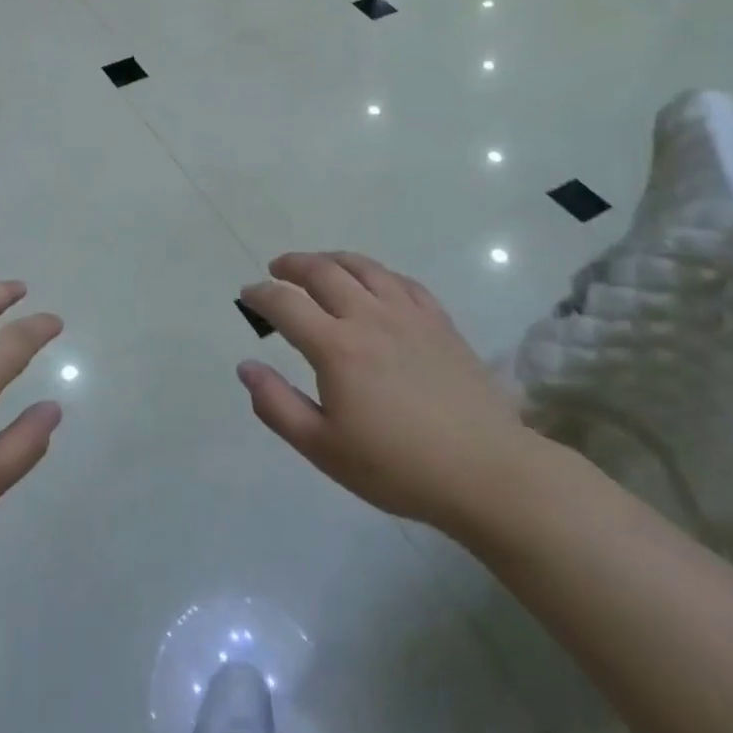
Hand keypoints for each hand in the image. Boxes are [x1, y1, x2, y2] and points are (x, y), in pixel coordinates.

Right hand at [237, 251, 537, 535]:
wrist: (486, 473)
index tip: (248, 295)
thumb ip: (277, 405)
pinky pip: (401, 281)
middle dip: (292, 264)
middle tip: (276, 269)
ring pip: (363, 267)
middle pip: (322, 271)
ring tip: (318, 265)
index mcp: (336, 347)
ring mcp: (409, 314)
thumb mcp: (323, 448)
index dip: (260, 294)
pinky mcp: (439, 321)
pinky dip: (376, 273)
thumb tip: (245, 366)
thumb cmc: (397, 467)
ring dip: (331, 259)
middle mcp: (369, 317)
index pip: (285, 303)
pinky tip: (373, 283)